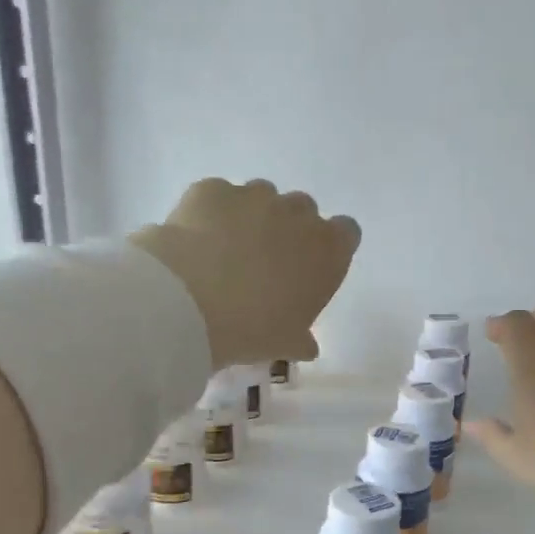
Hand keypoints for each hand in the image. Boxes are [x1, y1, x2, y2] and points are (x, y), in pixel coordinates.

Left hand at [130, 178, 359, 369]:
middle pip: (303, 211)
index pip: (346, 233)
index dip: (328, 249)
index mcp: (328, 250)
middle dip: (288, 232)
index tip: (309, 271)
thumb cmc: (252, 329)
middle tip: (264, 267)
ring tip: (225, 254)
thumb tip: (306, 344)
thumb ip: (301, 338)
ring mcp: (253, 195)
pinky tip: (196, 245)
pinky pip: (219, 198)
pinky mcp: (212, 189)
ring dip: (251, 219)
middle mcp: (297, 213)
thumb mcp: (285, 344)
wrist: (188, 303)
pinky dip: (212, 216)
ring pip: (261, 198)